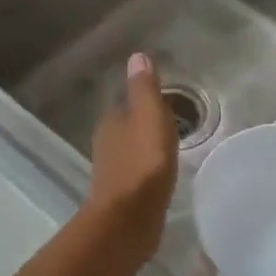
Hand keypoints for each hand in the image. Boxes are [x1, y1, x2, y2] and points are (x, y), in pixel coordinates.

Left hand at [85, 53, 179, 267]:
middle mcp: (106, 145)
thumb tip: (136, 56)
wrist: (129, 219)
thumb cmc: (143, 163)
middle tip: (169, 125)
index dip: (142, 102)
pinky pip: (136, 176)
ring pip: (129, 152)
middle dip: (142, 126)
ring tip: (168, 150)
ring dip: (144, 150)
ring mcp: (111, 173)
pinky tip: (160, 177)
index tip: (163, 103)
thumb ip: (145, 89)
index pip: (124, 104)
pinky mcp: (121, 197)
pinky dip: (146, 172)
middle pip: (125, 129)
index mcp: (112, 123)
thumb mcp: (150, 117)